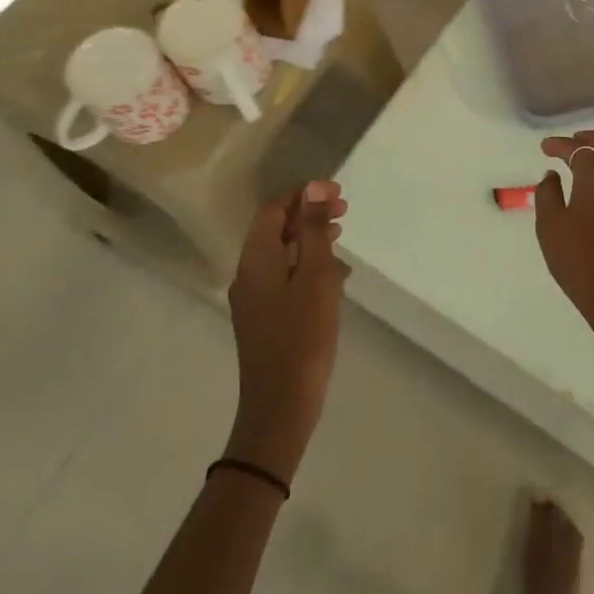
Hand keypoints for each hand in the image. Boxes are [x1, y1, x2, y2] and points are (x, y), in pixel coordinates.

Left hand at [224, 180, 349, 481]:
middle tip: (344, 211)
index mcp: (256, 259)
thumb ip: (313, 230)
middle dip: (308, 214)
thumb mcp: (315, 275)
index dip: (303, 194)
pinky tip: (334, 276)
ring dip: (309, 238)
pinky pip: (284, 275)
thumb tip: (313, 188)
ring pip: (281, 252)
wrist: (281, 406)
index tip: (337, 193)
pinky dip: (306, 264)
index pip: (273, 209)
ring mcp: (254, 298)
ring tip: (341, 237)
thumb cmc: (302, 335)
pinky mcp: (265, 317)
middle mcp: (248, 274)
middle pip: (275, 228)